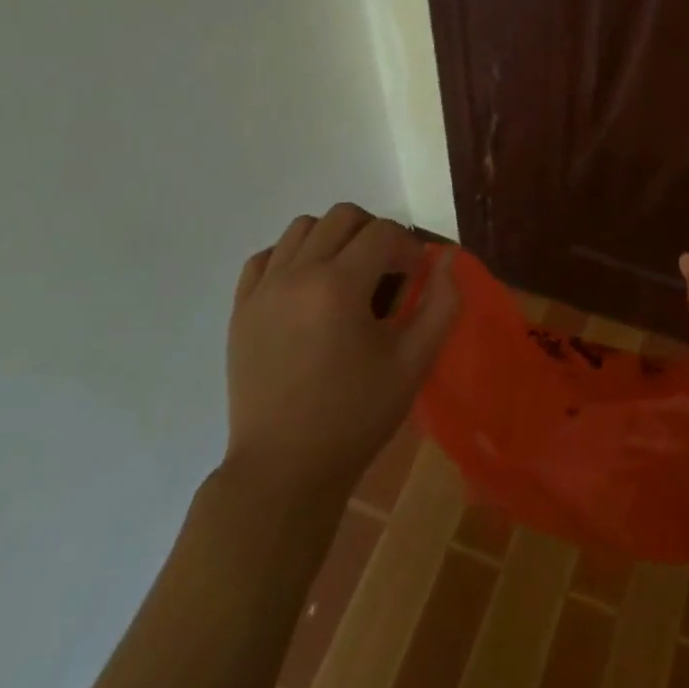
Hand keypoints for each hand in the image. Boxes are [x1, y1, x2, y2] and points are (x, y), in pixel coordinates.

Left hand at [221, 203, 457, 503]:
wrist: (284, 471)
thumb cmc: (355, 416)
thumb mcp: (414, 361)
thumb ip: (441, 303)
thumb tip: (448, 258)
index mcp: (338, 285)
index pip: (382, 232)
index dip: (407, 247)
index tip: (415, 276)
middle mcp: (296, 274)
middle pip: (342, 217)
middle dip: (374, 232)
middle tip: (386, 270)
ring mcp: (262, 290)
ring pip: (302, 228)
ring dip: (333, 238)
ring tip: (347, 275)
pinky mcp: (240, 310)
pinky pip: (266, 257)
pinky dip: (291, 257)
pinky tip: (307, 287)